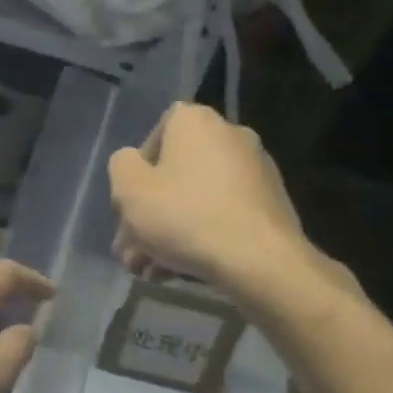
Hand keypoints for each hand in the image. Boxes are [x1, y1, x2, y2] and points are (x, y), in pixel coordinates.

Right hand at [108, 103, 359, 309]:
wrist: (258, 260)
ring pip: (197, 200)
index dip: (137, 172)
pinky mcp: (271, 205)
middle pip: (175, 175)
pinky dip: (201, 236)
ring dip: (169, 233)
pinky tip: (182, 271)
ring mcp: (256, 171)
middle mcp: (230, 136)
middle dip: (148, 215)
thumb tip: (134, 164)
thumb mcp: (129, 190)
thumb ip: (121, 167)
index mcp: (196, 122)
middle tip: (132, 252)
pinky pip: (223, 215)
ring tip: (151, 271)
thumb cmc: (184, 216)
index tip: (130, 205)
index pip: (156, 134)